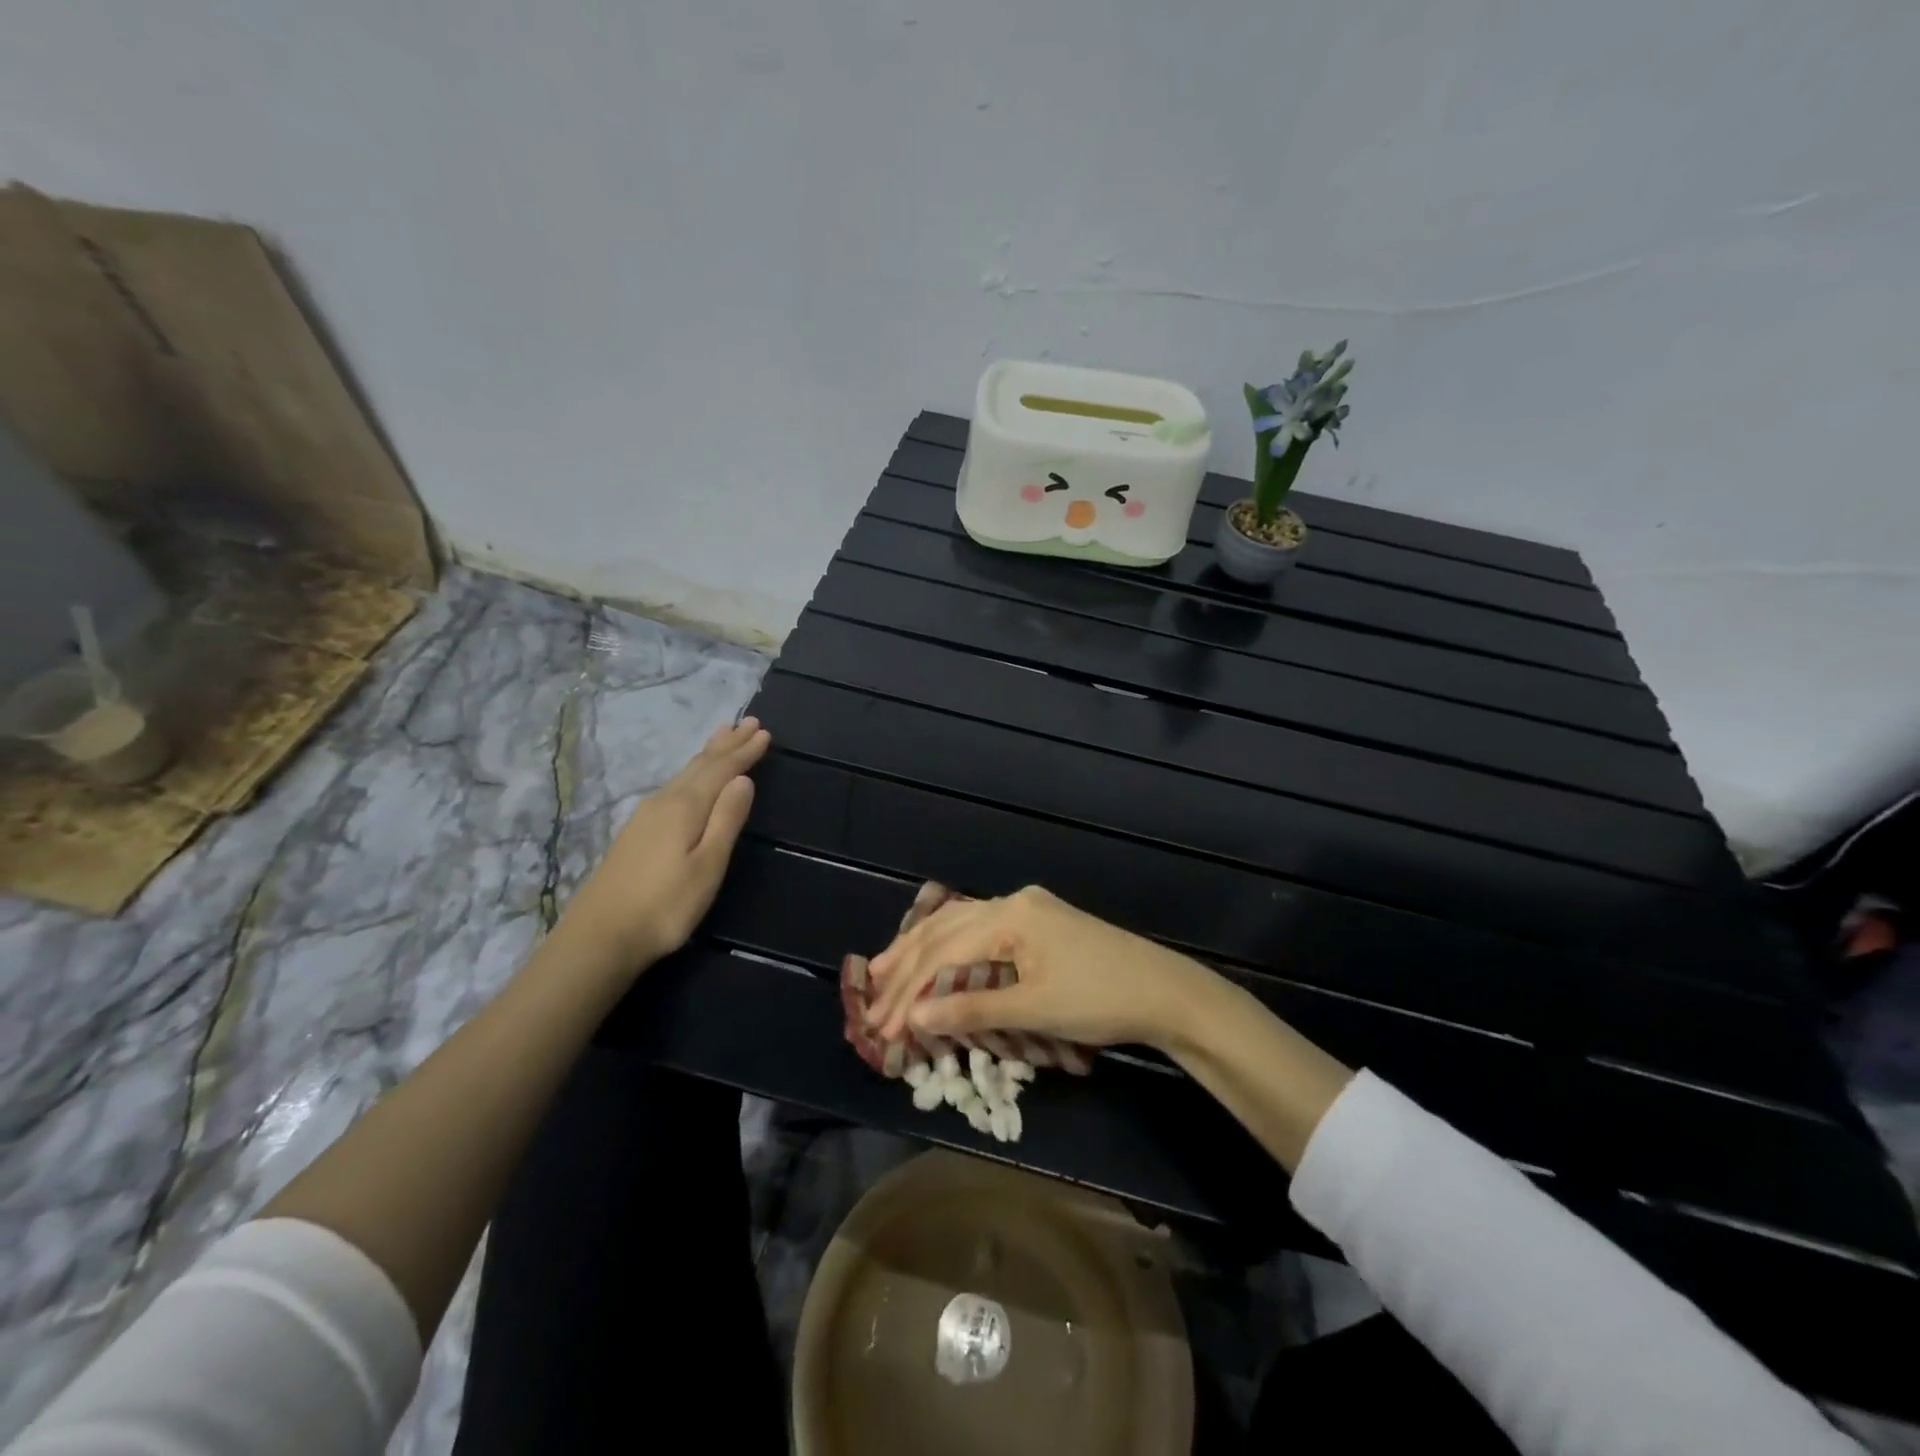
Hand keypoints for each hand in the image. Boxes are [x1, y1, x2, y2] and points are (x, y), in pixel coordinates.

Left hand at [561, 717, 770, 972]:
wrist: (599, 937)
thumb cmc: (665, 905)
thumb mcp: (707, 865)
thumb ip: (726, 820)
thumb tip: (743, 780)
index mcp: (685, 807)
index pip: (721, 770)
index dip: (744, 752)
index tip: (764, 733)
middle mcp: (664, 802)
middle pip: (700, 765)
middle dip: (727, 744)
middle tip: (748, 721)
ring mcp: (646, 816)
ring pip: (684, 774)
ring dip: (708, 754)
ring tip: (722, 735)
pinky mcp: (637, 832)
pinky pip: (674, 786)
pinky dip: (692, 772)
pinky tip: (690, 779)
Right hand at [864, 886, 1210, 1051]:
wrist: (1164, 991)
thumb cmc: (1100, 999)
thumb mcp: (1034, 1009)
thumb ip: (971, 1008)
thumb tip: (913, 1015)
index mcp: (1010, 915)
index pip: (944, 952)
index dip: (909, 990)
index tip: (882, 1025)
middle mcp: (1014, 902)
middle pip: (947, 929)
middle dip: (907, 963)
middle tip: (869, 991)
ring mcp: (1029, 909)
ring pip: (962, 924)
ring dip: (925, 950)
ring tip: (888, 971)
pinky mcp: (1040, 924)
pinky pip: (983, 930)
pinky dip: (954, 949)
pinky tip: (938, 958)